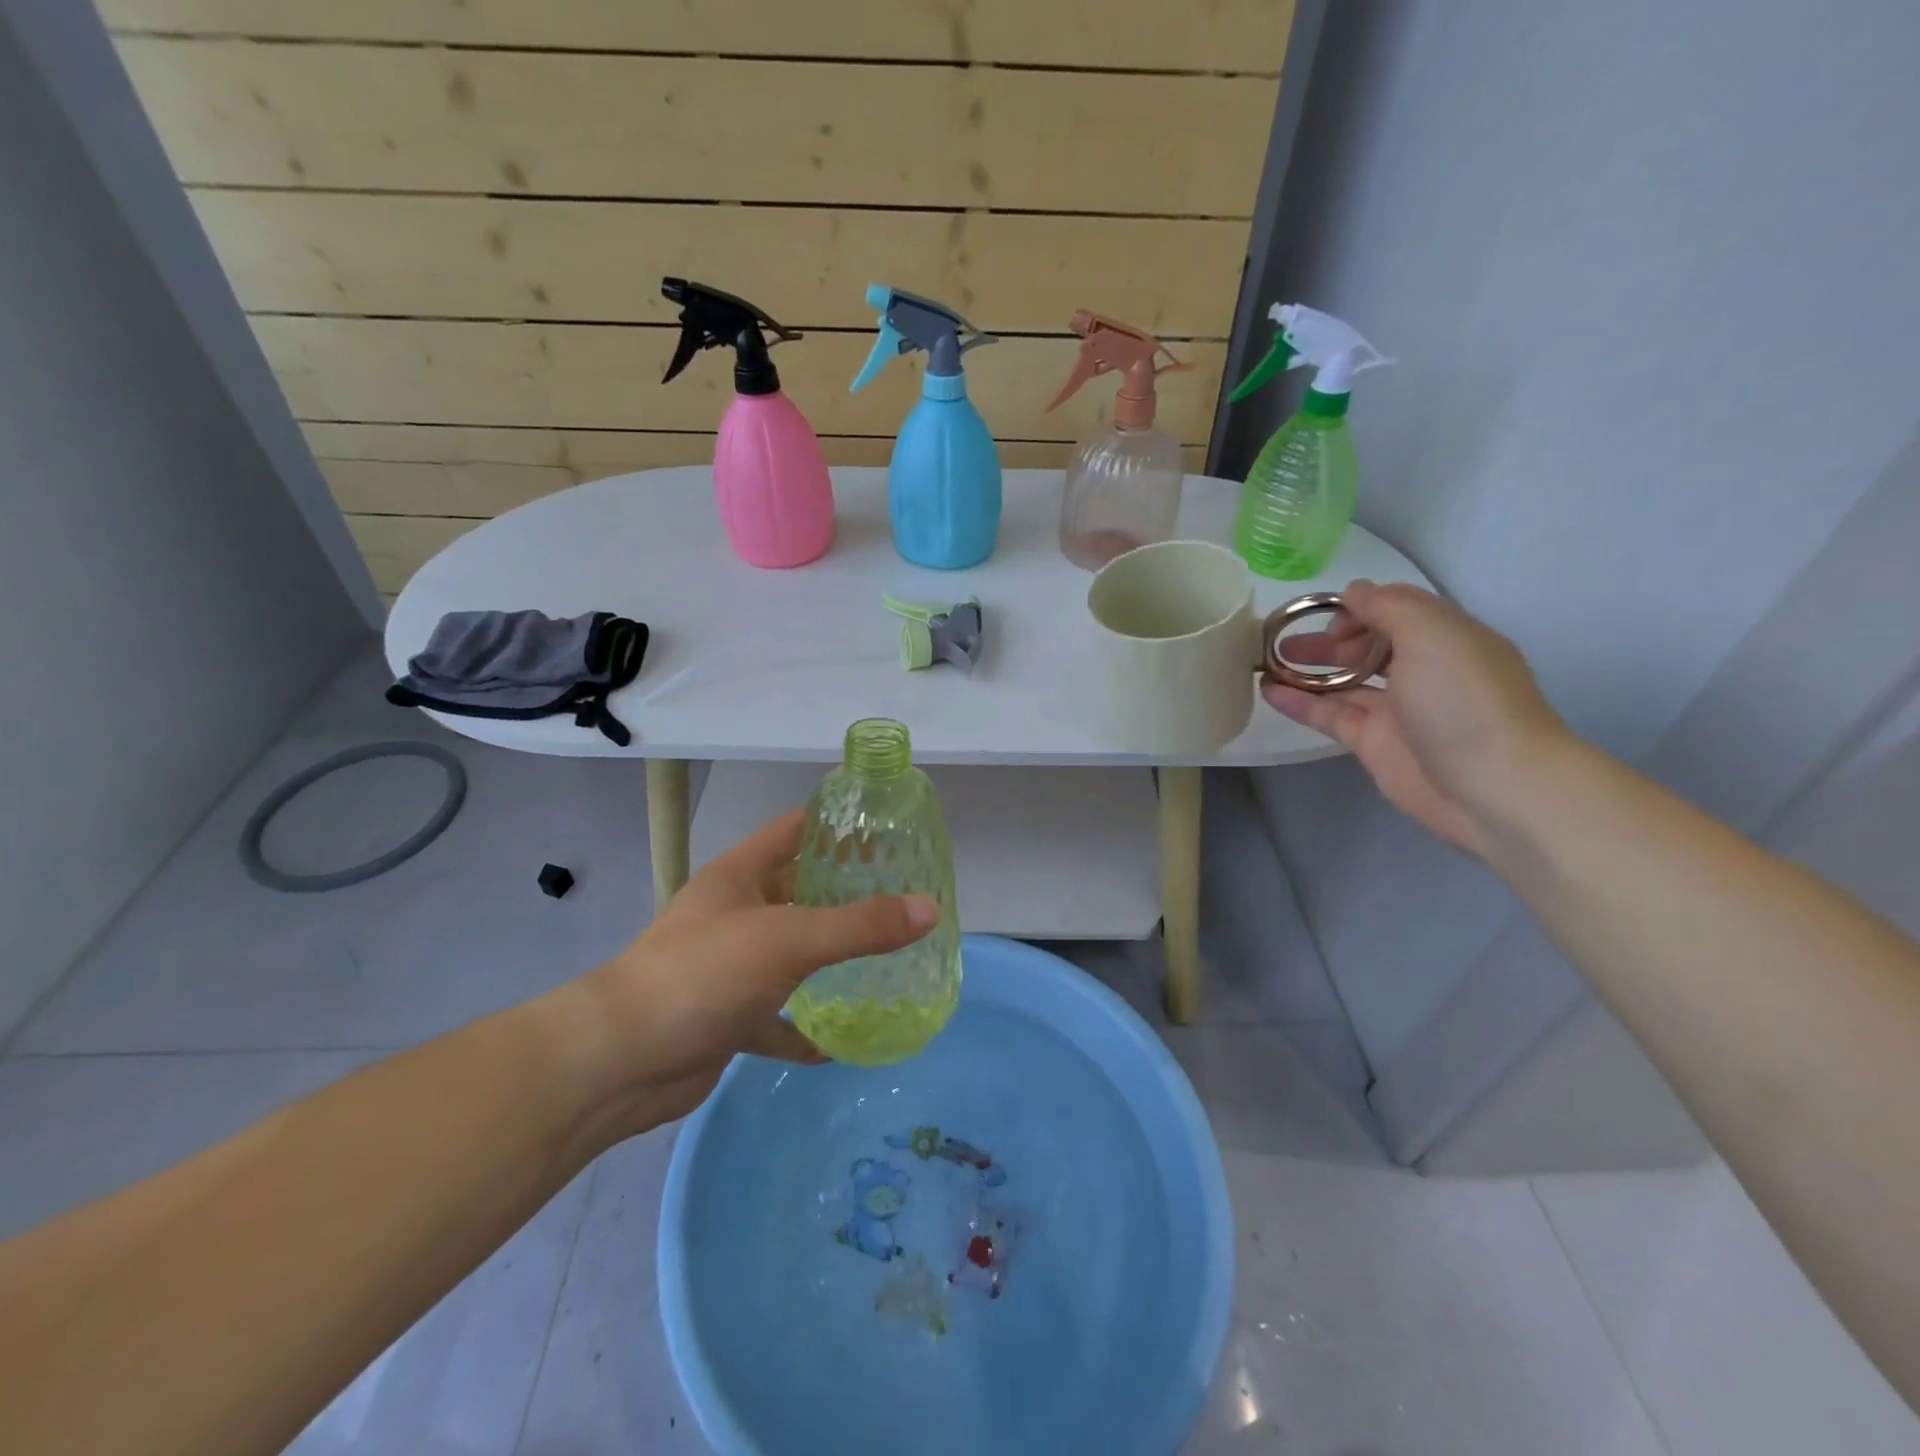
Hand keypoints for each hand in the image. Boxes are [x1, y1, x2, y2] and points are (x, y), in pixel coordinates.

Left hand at [566, 810, 937, 1130]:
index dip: (837, 823)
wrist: (621, 1062)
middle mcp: (735, 913)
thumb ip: (860, 925)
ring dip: (829, 957)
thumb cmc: (704, 974)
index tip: (888, 828)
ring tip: (887, 956)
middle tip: (903, 894)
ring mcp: (729, 966)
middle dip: (845, 892)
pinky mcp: (727, 1016)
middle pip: (798, 890)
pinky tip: (839, 1041)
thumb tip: (929, 908)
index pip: (795, 830)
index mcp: (740, 875)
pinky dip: (804, 1026)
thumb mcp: (788, 939)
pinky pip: (776, 1016)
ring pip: (791, 953)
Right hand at [1261, 580, 1568, 858]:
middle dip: (1328, 636)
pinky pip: (1329, 714)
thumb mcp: (1432, 635)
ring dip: (1308, 667)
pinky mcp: (1373, 742)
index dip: (1359, 606)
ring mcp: (1396, 708)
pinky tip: (1268, 690)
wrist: (1491, 786)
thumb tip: (1352, 592)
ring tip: (1265, 660)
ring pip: (1344, 680)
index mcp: (1445, 637)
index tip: (1324, 615)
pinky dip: (1299, 701)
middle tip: (1285, 639)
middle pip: (1367, 643)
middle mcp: (1422, 669)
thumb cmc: (1464, 700)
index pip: (1396, 608)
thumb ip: (1388, 607)